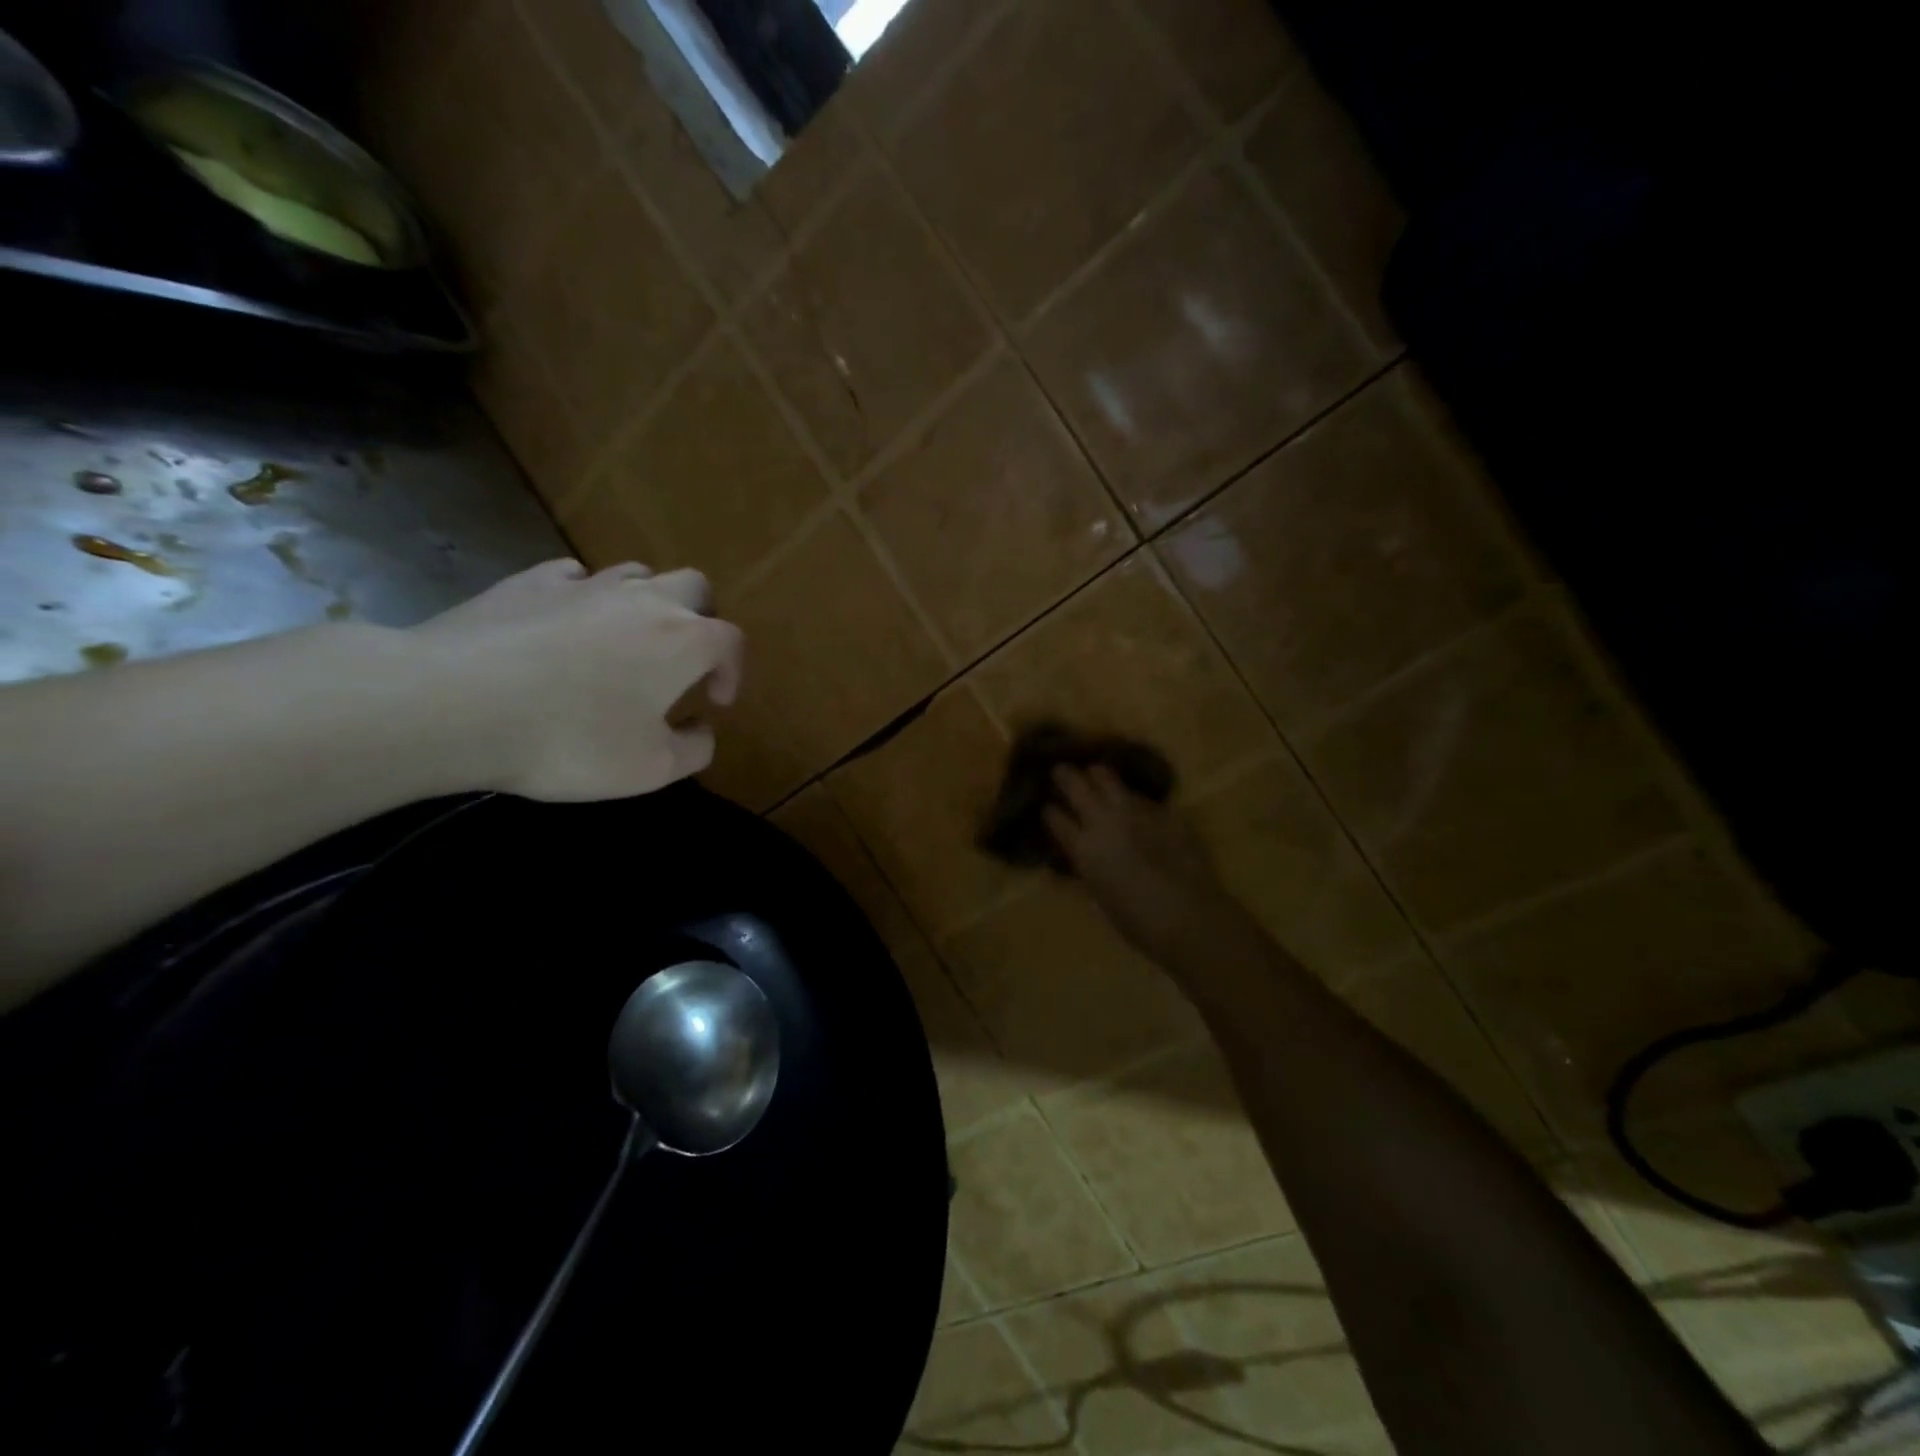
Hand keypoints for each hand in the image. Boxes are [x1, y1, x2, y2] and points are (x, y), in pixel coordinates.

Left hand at [411, 558, 743, 800]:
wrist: (456, 703)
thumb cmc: (572, 739)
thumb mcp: (650, 768)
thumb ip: (693, 749)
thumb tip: (702, 729)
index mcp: (684, 639)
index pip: (731, 640)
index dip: (732, 670)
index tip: (714, 702)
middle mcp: (643, 599)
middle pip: (693, 586)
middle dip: (700, 619)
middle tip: (682, 659)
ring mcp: (584, 584)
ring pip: (636, 574)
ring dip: (646, 603)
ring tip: (626, 642)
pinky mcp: (529, 582)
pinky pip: (573, 577)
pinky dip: (584, 598)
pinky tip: (566, 625)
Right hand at [1043, 765, 1239, 959]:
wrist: (1189, 917)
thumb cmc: (1137, 922)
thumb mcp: (1099, 897)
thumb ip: (1086, 869)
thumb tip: (1080, 856)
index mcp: (1084, 848)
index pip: (1054, 817)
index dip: (1049, 811)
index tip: (1047, 808)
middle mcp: (1105, 821)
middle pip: (1076, 785)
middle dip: (1064, 776)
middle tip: (1060, 771)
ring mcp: (1136, 811)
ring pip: (1109, 778)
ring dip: (1098, 777)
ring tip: (1095, 774)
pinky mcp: (1164, 812)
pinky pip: (1141, 797)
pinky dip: (1132, 798)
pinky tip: (1135, 806)